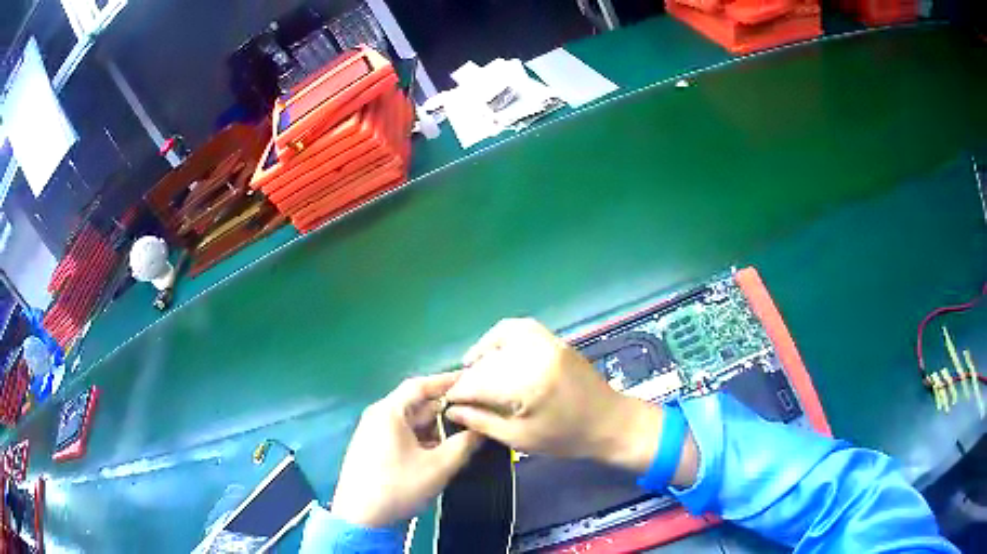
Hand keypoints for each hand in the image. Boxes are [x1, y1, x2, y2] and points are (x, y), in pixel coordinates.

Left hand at [330, 373, 481, 527]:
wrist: (360, 518)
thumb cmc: (398, 487)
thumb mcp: (438, 467)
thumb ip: (463, 445)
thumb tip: (482, 428)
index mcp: (389, 412)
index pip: (420, 385)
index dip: (447, 381)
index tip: (472, 380)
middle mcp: (378, 416)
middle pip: (416, 404)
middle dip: (445, 409)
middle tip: (474, 412)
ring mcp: (373, 433)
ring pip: (410, 422)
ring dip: (435, 427)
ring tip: (463, 434)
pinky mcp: (373, 449)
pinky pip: (402, 435)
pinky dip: (423, 439)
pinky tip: (440, 451)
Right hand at [445, 318, 697, 484]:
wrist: (610, 422)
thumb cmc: (566, 438)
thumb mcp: (520, 439)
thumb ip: (482, 422)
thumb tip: (451, 410)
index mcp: (527, 385)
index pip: (477, 382)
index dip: (457, 393)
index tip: (448, 403)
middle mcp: (535, 356)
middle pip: (486, 361)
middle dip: (469, 377)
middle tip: (462, 395)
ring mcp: (547, 343)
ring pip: (501, 336)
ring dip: (483, 352)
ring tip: (475, 370)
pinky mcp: (555, 340)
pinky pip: (522, 327)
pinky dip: (503, 335)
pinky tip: (497, 351)